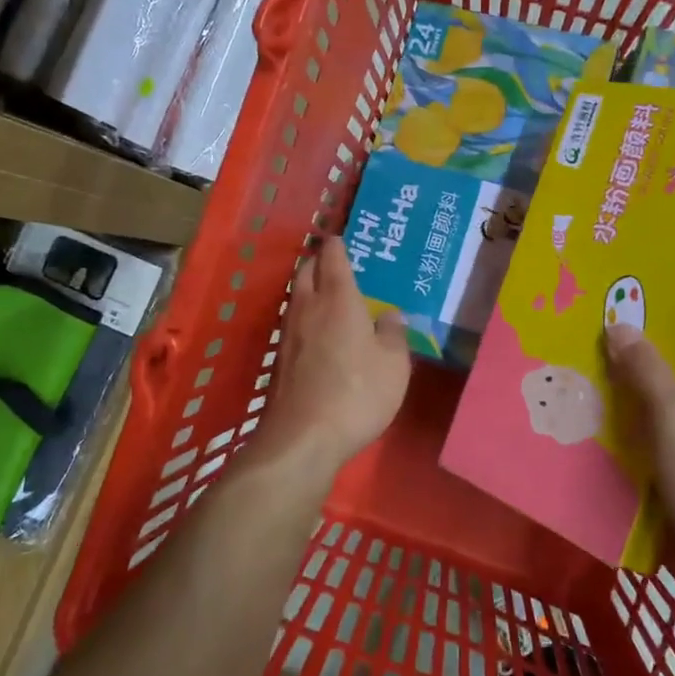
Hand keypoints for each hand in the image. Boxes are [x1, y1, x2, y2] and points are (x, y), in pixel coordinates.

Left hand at [252, 236, 412, 476]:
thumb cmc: (358, 393)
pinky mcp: (280, 359)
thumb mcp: (394, 364)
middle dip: (319, 261)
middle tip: (336, 263)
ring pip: (296, 297)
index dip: (338, 245)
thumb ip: (393, 333)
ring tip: (328, 294)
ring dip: (309, 288)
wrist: (304, 437)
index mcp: (338, 299)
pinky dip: (305, 317)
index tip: (343, 238)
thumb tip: (388, 315)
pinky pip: (293, 323)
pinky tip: (318, 332)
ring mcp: (289, 334)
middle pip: (307, 271)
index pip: (333, 257)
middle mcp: (308, 308)